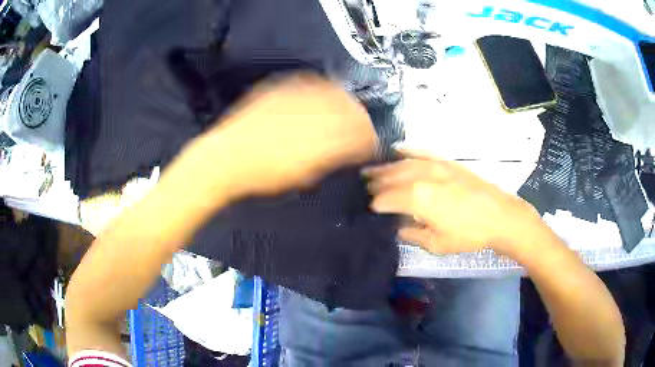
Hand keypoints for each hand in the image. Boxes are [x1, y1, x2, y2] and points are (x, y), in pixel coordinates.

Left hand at [197, 73, 377, 198]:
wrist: (226, 158)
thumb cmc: (261, 173)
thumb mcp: (303, 174)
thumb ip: (330, 158)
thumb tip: (349, 151)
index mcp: (318, 137)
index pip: (355, 131)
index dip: (367, 136)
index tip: (369, 141)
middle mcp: (310, 112)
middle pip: (348, 106)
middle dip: (360, 116)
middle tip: (362, 125)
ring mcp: (293, 97)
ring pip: (331, 90)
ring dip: (345, 100)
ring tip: (348, 107)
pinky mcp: (278, 89)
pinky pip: (308, 82)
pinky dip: (322, 88)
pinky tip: (323, 92)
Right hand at [365, 150, 546, 254]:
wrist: (500, 216)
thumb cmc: (469, 234)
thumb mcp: (437, 244)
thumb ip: (413, 234)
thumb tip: (399, 227)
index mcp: (418, 199)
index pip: (386, 199)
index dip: (375, 204)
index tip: (368, 208)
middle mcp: (423, 177)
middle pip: (392, 178)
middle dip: (375, 182)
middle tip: (362, 185)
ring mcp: (436, 166)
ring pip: (404, 164)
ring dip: (386, 167)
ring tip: (372, 170)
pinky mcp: (447, 162)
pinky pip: (423, 152)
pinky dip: (408, 151)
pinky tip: (397, 149)